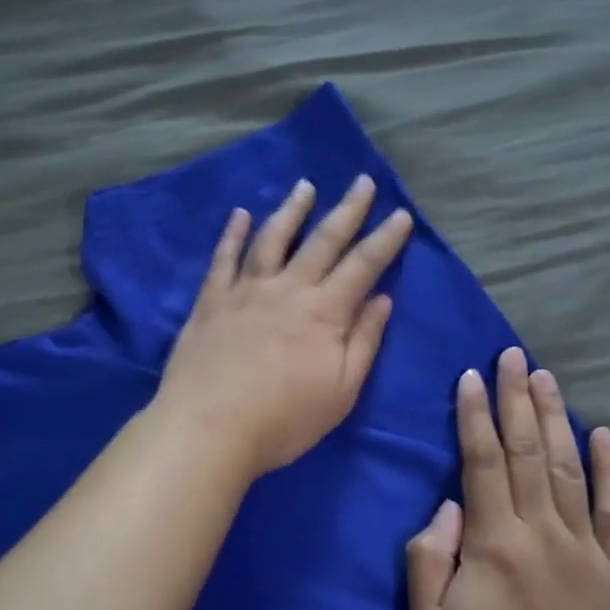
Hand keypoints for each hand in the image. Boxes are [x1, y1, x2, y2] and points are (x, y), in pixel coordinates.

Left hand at [157, 175, 412, 479]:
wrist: (208, 428)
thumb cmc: (283, 420)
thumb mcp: (340, 391)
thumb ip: (363, 342)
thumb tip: (382, 299)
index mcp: (324, 313)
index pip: (363, 265)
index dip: (385, 239)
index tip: (401, 214)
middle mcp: (288, 290)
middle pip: (323, 241)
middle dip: (347, 210)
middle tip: (363, 180)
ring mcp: (245, 291)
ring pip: (272, 238)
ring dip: (292, 210)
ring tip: (305, 186)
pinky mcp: (211, 301)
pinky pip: (223, 258)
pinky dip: (233, 234)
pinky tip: (240, 215)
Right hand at [405, 348, 609, 609]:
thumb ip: (429, 556)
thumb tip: (449, 506)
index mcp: (494, 540)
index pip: (481, 461)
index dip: (474, 415)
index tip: (471, 377)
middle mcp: (541, 530)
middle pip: (527, 450)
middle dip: (516, 399)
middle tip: (513, 356)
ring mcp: (585, 546)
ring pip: (570, 467)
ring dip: (556, 417)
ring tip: (546, 378)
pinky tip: (603, 433)